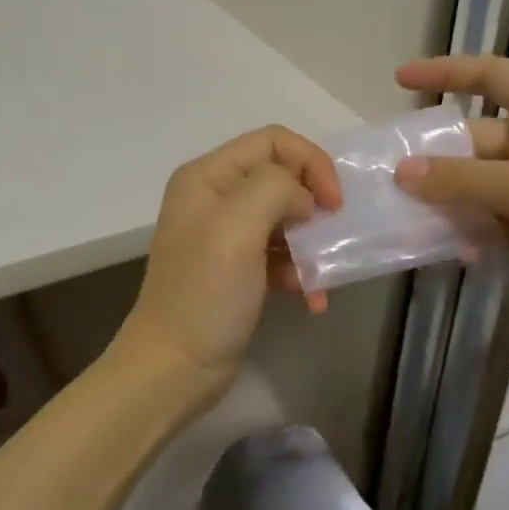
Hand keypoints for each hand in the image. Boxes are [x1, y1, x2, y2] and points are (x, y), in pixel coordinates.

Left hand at [118, 126, 342, 401]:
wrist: (174, 368)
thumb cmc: (204, 294)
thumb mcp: (236, 229)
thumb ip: (274, 190)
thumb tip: (303, 198)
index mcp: (208, 177)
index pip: (273, 141)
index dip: (311, 163)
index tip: (333, 204)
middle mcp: (216, 197)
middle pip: (283, 178)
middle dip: (314, 206)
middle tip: (332, 238)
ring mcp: (227, 235)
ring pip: (287, 218)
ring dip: (312, 245)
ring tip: (320, 278)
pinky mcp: (240, 269)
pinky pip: (282, 254)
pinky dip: (301, 272)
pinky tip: (311, 299)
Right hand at [393, 55, 508, 338]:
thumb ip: (461, 179)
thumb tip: (402, 172)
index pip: (492, 76)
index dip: (446, 72)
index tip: (400, 79)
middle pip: (475, 138)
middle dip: (436, 157)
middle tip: (390, 176)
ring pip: (476, 183)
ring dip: (445, 198)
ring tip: (407, 216)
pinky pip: (488, 217)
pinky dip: (467, 228)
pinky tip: (451, 248)